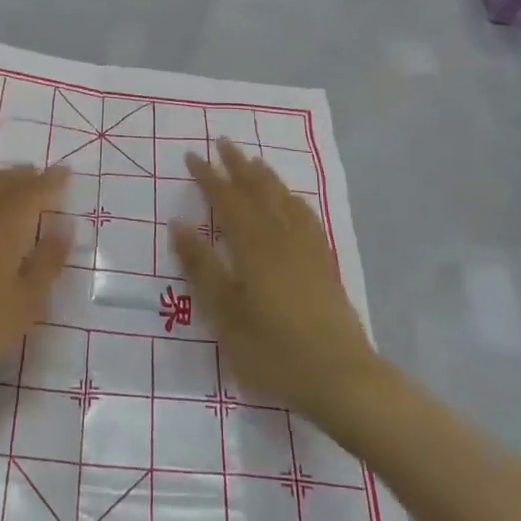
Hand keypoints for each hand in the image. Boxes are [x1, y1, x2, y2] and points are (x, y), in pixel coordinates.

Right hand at [171, 140, 380, 425]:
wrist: (342, 378)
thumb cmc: (273, 350)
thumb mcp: (225, 314)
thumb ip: (201, 267)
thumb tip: (178, 224)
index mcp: (253, 245)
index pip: (226, 199)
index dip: (208, 176)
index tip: (193, 155)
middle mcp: (281, 235)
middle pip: (258, 189)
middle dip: (238, 164)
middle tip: (223, 142)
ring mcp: (307, 248)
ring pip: (284, 198)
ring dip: (265, 176)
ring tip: (254, 161)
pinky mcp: (325, 263)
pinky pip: (306, 216)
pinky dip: (292, 199)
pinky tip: (292, 202)